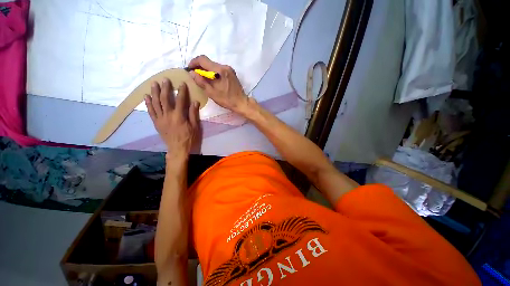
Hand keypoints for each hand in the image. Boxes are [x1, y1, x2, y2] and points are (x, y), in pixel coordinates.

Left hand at [145, 79, 199, 160]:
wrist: (177, 149)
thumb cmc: (189, 138)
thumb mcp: (195, 126)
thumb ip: (193, 114)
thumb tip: (195, 102)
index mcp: (179, 116)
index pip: (180, 100)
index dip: (181, 91)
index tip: (182, 83)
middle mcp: (168, 115)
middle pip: (164, 99)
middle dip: (165, 88)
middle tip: (165, 79)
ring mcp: (160, 119)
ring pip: (155, 103)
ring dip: (154, 92)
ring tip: (154, 84)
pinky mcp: (156, 123)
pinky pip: (151, 111)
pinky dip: (148, 103)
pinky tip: (146, 96)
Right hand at [188, 55, 249, 114]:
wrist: (241, 103)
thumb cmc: (227, 100)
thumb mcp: (212, 93)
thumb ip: (201, 82)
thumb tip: (191, 73)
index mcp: (220, 70)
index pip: (203, 59)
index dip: (194, 62)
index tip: (189, 69)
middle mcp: (225, 66)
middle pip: (208, 62)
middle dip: (199, 67)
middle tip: (194, 75)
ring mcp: (229, 69)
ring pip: (213, 65)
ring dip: (206, 70)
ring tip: (201, 78)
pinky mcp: (231, 73)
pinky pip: (218, 69)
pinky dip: (212, 72)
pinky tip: (210, 80)